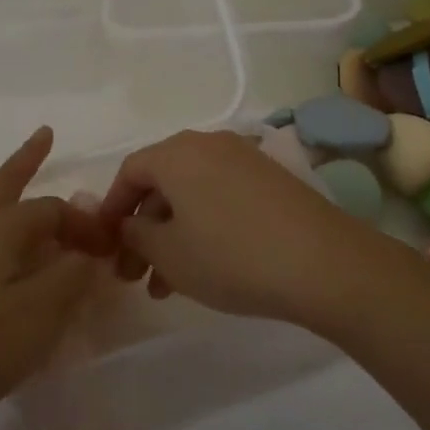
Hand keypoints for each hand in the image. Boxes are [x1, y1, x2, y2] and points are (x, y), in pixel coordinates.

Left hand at [0, 127, 104, 429]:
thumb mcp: (37, 318)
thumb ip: (69, 278)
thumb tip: (87, 250)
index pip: (53, 209)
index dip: (84, 224)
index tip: (108, 250)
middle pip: (4, 181)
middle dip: (27, 158)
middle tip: (45, 135)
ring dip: (0, 186)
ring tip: (13, 182)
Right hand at [96, 130, 402, 334]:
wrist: (323, 261)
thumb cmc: (232, 255)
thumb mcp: (170, 254)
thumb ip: (136, 236)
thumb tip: (130, 225)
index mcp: (177, 153)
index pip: (129, 171)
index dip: (111, 208)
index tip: (105, 245)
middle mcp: (208, 144)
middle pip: (161, 182)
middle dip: (142, 229)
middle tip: (134, 275)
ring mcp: (244, 158)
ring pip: (191, 193)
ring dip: (172, 234)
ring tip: (166, 286)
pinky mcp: (270, 179)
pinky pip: (220, 196)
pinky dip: (203, 226)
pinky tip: (205, 266)